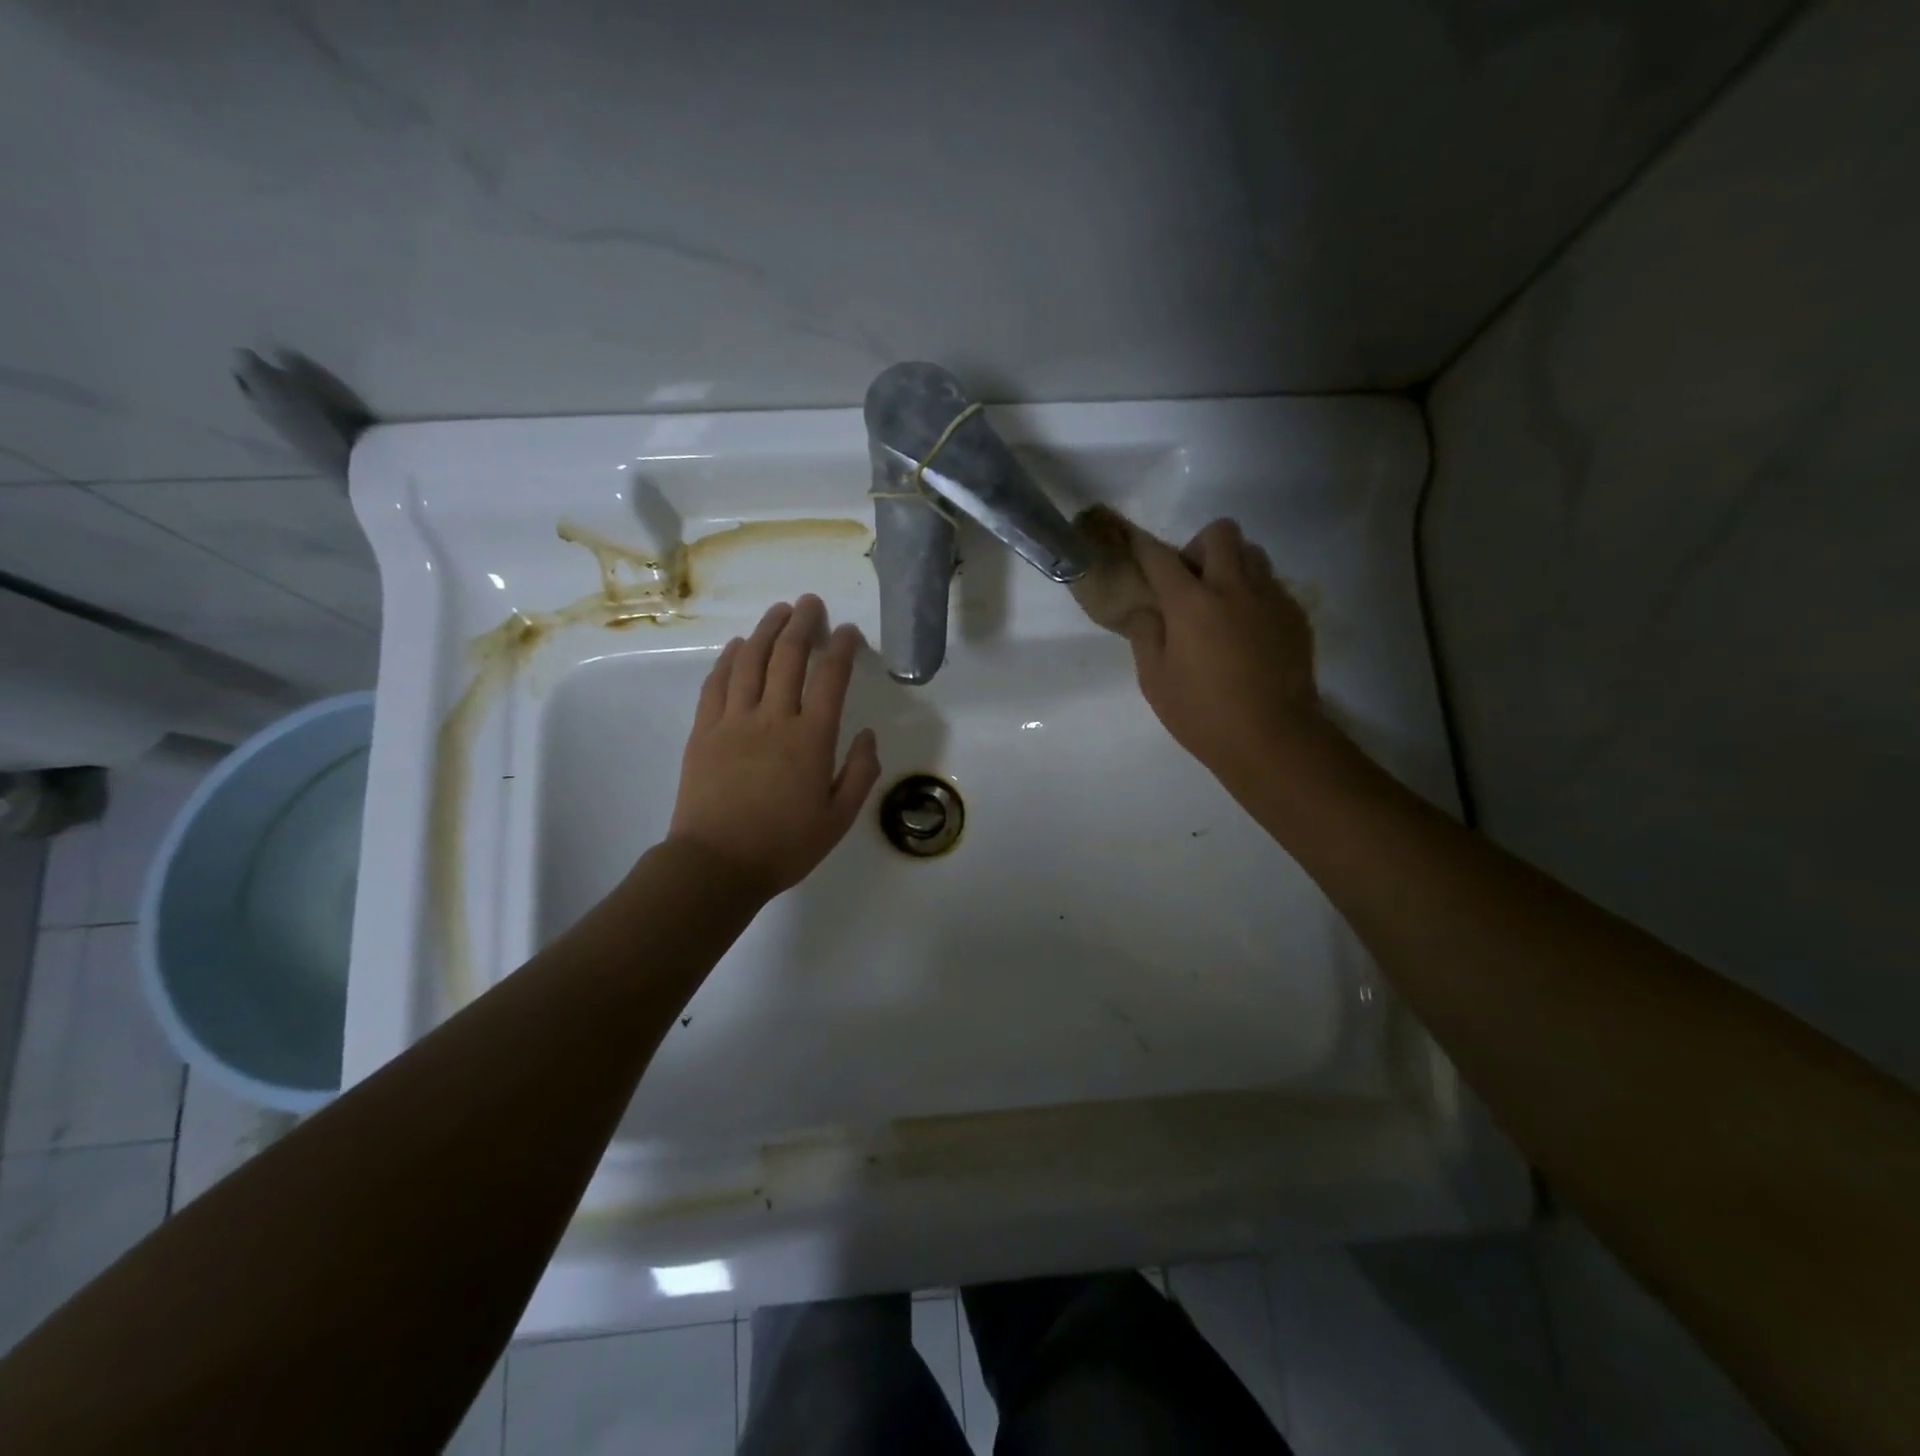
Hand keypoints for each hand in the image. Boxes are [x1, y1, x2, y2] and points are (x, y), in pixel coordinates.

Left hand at [667, 595, 881, 898]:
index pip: (831, 677)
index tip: (848, 632)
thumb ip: (861, 773)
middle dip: (803, 623)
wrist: (717, 864)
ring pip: (750, 660)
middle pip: (788, 656)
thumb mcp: (839, 818)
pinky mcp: (704, 730)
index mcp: (811, 738)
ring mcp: (733, 720)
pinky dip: (729, 658)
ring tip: (779, 611)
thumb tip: (868, 735)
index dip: (842, 647)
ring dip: (766, 630)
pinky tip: (737, 646)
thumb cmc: (785, 845)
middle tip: (812, 604)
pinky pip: (717, 683)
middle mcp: (773, 717)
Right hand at [1122, 518, 1322, 792]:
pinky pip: (1272, 586)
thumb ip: (1146, 635)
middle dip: (1199, 547)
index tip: (1135, 545)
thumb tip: (1147, 610)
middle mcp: (1233, 587)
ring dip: (1232, 566)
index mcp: (1191, 603)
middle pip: (1220, 533)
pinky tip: (1247, 633)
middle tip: (1191, 583)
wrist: (1273, 737)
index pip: (1160, 557)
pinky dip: (1254, 596)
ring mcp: (1270, 598)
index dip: (1143, 547)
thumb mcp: (1155, 680)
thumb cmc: (1202, 713)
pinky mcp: (1295, 615)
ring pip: (1253, 554)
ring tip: (1222, 604)